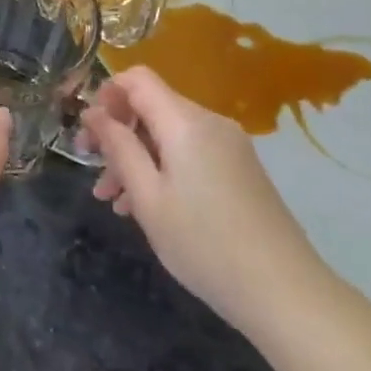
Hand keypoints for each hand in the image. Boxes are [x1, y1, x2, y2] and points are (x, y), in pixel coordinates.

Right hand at [79, 66, 330, 330]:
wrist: (283, 291)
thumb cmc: (203, 243)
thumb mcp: (148, 197)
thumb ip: (119, 147)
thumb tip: (94, 112)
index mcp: (186, 123)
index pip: (138, 79)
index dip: (106, 94)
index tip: (87, 131)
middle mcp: (210, 123)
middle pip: (152, 108)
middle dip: (117, 133)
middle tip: (89, 167)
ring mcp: (229, 147)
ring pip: (168, 135)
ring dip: (135, 158)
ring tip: (110, 200)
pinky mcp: (239, 169)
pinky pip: (189, 154)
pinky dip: (162, 169)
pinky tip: (144, 207)